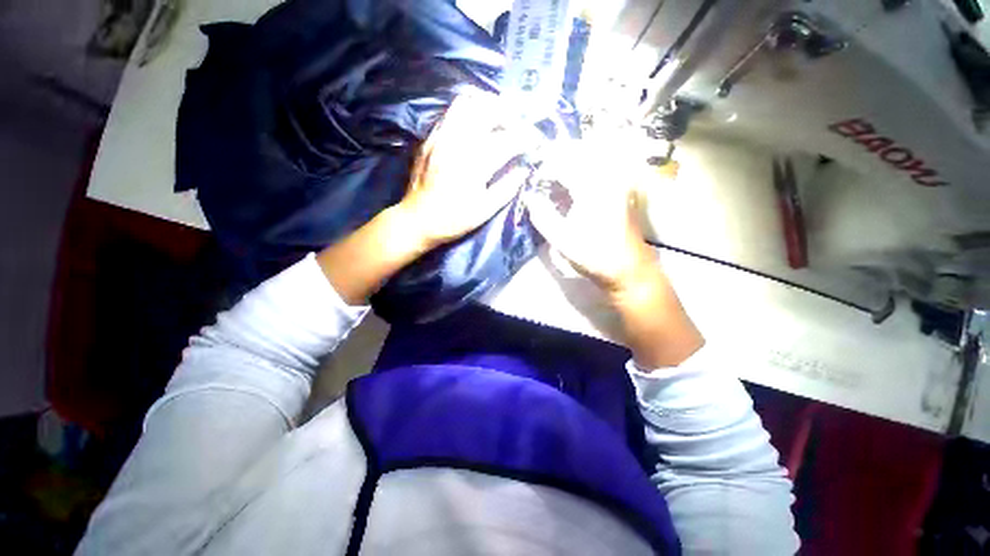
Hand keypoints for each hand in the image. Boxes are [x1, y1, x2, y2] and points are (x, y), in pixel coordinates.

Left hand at [396, 93, 531, 249]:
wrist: (417, 220)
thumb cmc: (453, 220)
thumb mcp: (484, 211)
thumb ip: (507, 188)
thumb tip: (524, 169)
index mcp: (474, 164)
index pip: (507, 140)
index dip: (526, 137)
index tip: (537, 141)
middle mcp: (457, 143)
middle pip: (487, 110)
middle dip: (509, 113)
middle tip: (519, 125)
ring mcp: (441, 137)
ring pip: (466, 103)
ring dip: (487, 105)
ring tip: (499, 117)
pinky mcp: (430, 138)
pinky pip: (451, 113)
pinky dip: (468, 111)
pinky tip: (475, 124)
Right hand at [524, 135, 703, 367]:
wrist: (629, 270)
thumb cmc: (595, 256)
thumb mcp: (562, 240)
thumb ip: (542, 216)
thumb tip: (529, 197)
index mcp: (592, 189)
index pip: (564, 164)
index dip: (545, 168)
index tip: (532, 177)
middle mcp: (608, 179)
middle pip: (580, 154)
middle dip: (558, 158)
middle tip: (543, 170)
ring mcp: (618, 183)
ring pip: (592, 160)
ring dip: (572, 163)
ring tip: (555, 177)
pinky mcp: (622, 191)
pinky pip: (601, 171)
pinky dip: (584, 173)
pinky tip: (573, 187)